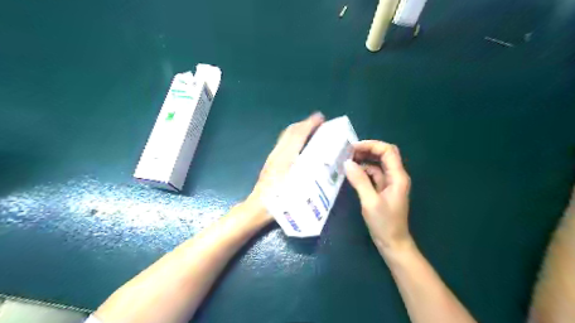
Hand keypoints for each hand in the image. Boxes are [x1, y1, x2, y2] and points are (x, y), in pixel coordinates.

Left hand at [248, 112, 327, 220]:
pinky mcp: (271, 161)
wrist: (256, 207)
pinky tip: (300, 144)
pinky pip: (284, 142)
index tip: (321, 118)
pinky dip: (294, 136)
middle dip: (305, 123)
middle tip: (319, 123)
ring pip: (286, 136)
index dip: (309, 124)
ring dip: (299, 129)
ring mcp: (273, 156)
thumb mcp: (297, 190)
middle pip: (290, 131)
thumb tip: (322, 162)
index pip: (298, 135)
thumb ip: (309, 175)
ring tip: (312, 130)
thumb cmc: (278, 202)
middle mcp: (278, 154)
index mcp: (285, 159)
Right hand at [343, 142, 410, 253]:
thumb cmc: (384, 223)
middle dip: (367, 150)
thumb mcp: (370, 201)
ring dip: (364, 160)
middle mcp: (395, 176)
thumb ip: (359, 181)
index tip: (353, 148)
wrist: (392, 243)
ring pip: (378, 164)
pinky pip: (374, 174)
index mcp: (397, 177)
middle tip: (348, 152)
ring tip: (347, 161)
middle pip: (384, 154)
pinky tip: (352, 173)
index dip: (371, 145)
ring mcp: (389, 183)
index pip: (387, 151)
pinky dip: (364, 171)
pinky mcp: (383, 190)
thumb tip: (347, 163)